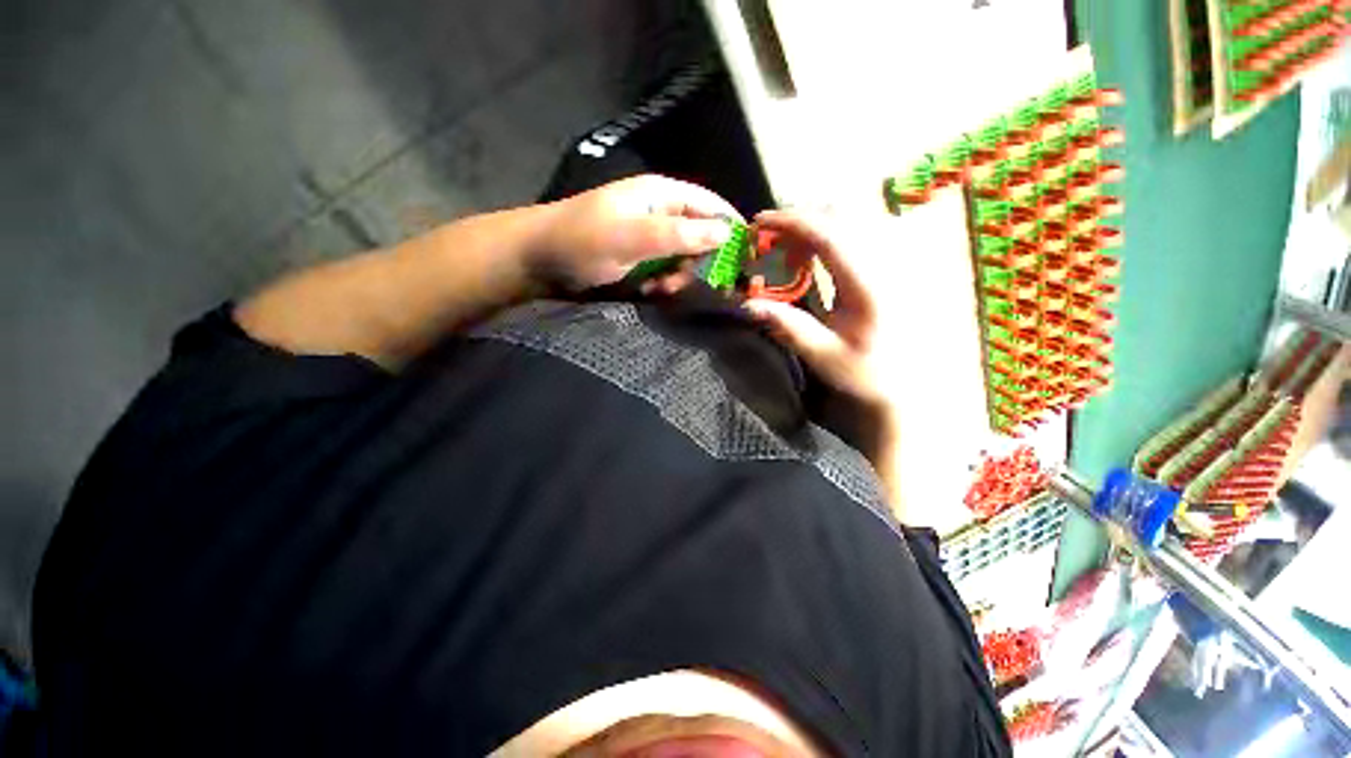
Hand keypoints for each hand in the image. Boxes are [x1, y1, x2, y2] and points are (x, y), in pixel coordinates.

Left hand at [530, 175, 741, 290]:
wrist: (538, 262)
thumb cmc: (582, 242)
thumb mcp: (633, 237)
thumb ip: (679, 234)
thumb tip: (726, 232)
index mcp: (661, 195)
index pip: (709, 205)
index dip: (730, 226)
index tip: (746, 255)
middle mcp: (660, 215)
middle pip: (700, 236)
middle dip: (699, 262)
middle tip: (686, 281)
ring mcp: (649, 241)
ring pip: (683, 260)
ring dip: (679, 278)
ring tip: (661, 290)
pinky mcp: (640, 263)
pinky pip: (665, 274)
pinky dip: (663, 286)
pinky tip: (651, 293)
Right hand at [743, 210, 897, 410]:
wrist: (907, 384)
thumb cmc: (865, 373)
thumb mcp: (823, 355)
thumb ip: (788, 326)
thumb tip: (747, 304)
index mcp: (868, 286)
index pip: (830, 235)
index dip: (792, 222)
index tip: (759, 222)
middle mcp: (884, 264)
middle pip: (841, 216)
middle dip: (798, 220)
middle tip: (768, 240)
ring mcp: (890, 261)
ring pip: (849, 219)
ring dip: (812, 226)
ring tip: (787, 252)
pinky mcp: (888, 265)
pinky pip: (855, 232)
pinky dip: (825, 236)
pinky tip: (811, 258)